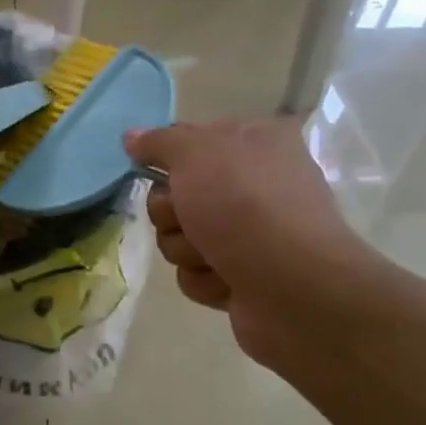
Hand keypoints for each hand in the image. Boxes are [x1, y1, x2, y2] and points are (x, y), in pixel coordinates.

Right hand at [125, 119, 386, 368]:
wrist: (294, 287)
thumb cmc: (245, 206)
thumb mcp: (194, 153)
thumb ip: (159, 142)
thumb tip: (131, 137)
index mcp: (256, 142)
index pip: (191, 139)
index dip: (170, 157)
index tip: (159, 169)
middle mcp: (255, 184)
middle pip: (176, 193)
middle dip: (172, 212)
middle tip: (189, 217)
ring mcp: (251, 233)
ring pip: (180, 235)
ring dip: (186, 248)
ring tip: (214, 256)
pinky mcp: (244, 275)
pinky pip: (196, 272)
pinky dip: (205, 278)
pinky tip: (227, 281)